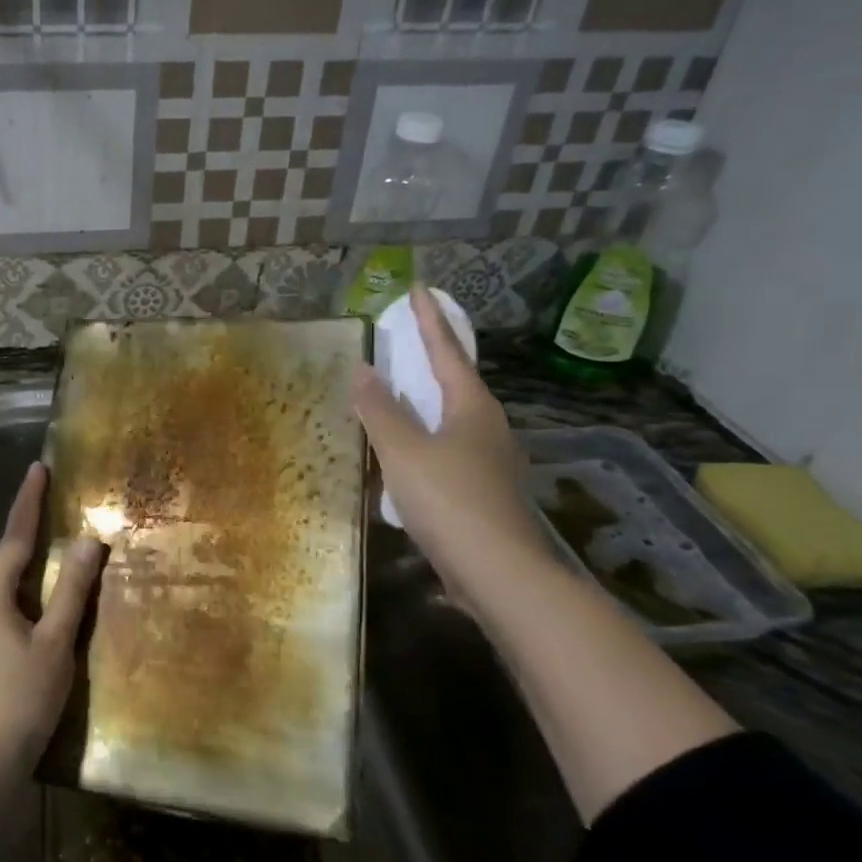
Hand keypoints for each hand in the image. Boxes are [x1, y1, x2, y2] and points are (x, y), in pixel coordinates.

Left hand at [0, 462, 107, 789]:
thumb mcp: (55, 644)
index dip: (29, 501)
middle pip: (4, 563)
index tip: (38, 468)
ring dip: (25, 578)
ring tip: (54, 571)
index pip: (14, 536)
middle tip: (58, 521)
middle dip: (30, 541)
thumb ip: (71, 591)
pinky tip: (33, 620)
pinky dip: (15, 605)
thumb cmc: (19, 701)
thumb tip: (88, 541)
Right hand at [353, 285, 551, 594]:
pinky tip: (406, 455)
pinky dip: (424, 439)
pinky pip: (448, 450)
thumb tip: (363, 370)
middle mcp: (488, 427)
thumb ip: (380, 410)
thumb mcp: (403, 450)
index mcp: (472, 407)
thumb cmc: (449, 499)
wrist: (498, 573)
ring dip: (425, 403)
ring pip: (452, 419)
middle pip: (456, 382)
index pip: (447, 350)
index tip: (418, 289)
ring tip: (398, 395)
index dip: (429, 319)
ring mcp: (490, 461)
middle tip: (404, 342)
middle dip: (430, 360)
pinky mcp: (483, 492)